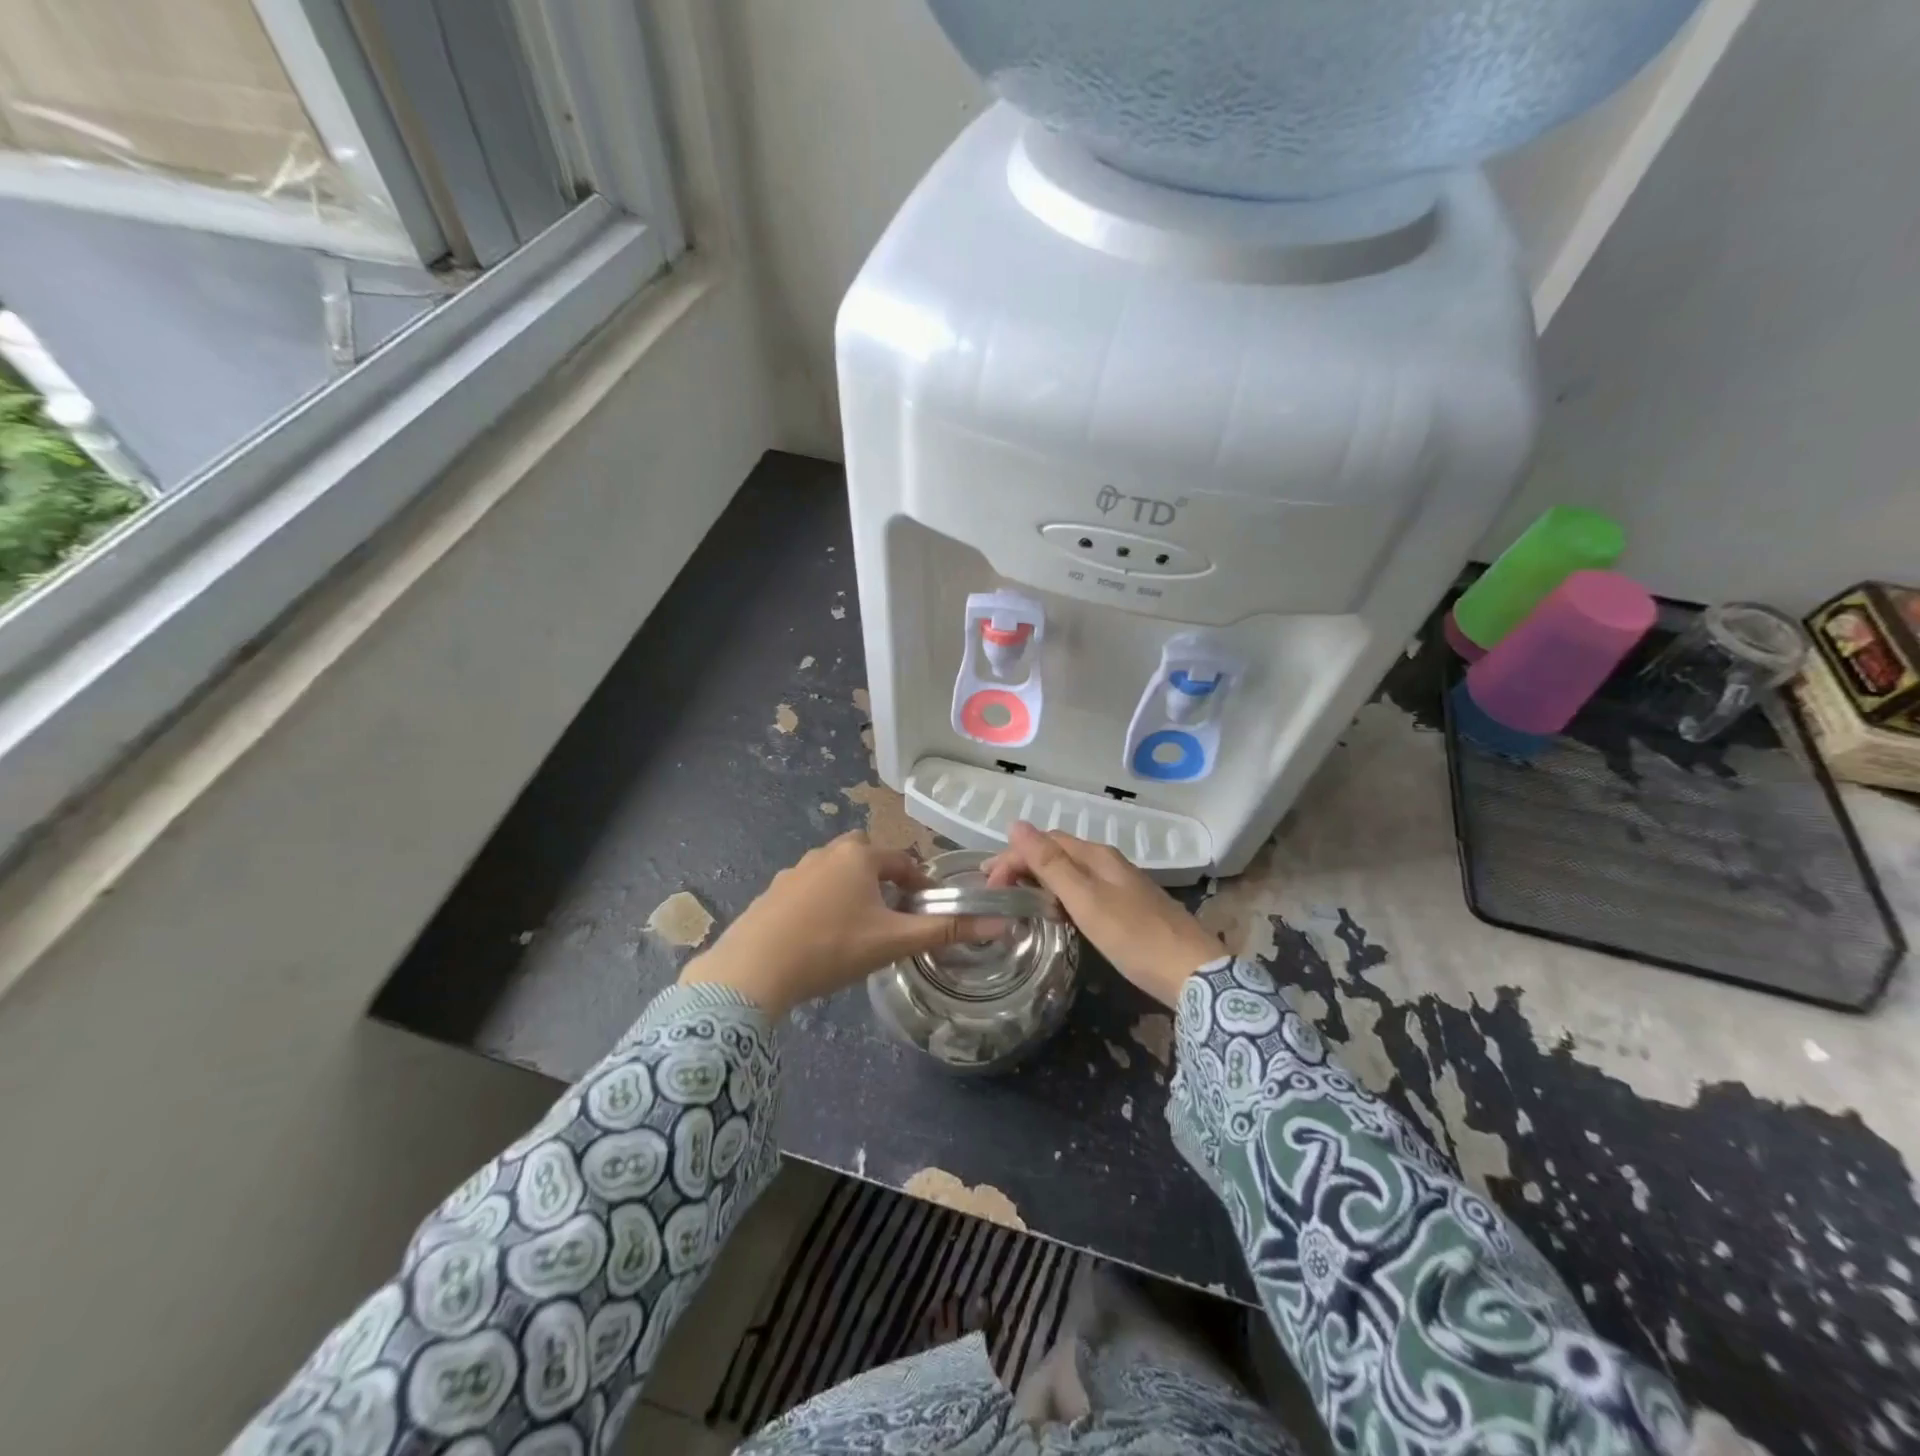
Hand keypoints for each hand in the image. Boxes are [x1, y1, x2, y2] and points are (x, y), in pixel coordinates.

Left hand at [679, 832, 986, 1016]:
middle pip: (866, 857)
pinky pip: (808, 889)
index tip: (926, 909)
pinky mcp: (772, 892)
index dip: (919, 883)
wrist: (753, 970)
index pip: (902, 860)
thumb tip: (1001, 924)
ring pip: (835, 872)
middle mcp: (826, 852)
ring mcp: (794, 870)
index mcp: (859, 856)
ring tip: (856, 927)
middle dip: (882, 878)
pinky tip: (818, 936)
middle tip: (890, 914)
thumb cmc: (831, 947)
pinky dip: (821, 903)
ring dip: (851, 890)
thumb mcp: (893, 941)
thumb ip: (945, 930)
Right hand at [985, 822, 1223, 1007]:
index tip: (989, 884)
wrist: (1193, 972)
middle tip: (996, 891)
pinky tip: (1056, 914)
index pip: (1045, 842)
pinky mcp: (1128, 906)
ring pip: (1071, 871)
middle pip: (1058, 852)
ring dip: (1041, 879)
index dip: (1013, 856)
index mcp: (1096, 856)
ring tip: (1017, 901)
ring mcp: (1121, 884)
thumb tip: (1016, 824)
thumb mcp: (1085, 900)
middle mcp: (1108, 862)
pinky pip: (1084, 889)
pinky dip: (1060, 895)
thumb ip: (1050, 864)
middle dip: (1024, 864)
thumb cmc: (1133, 936)